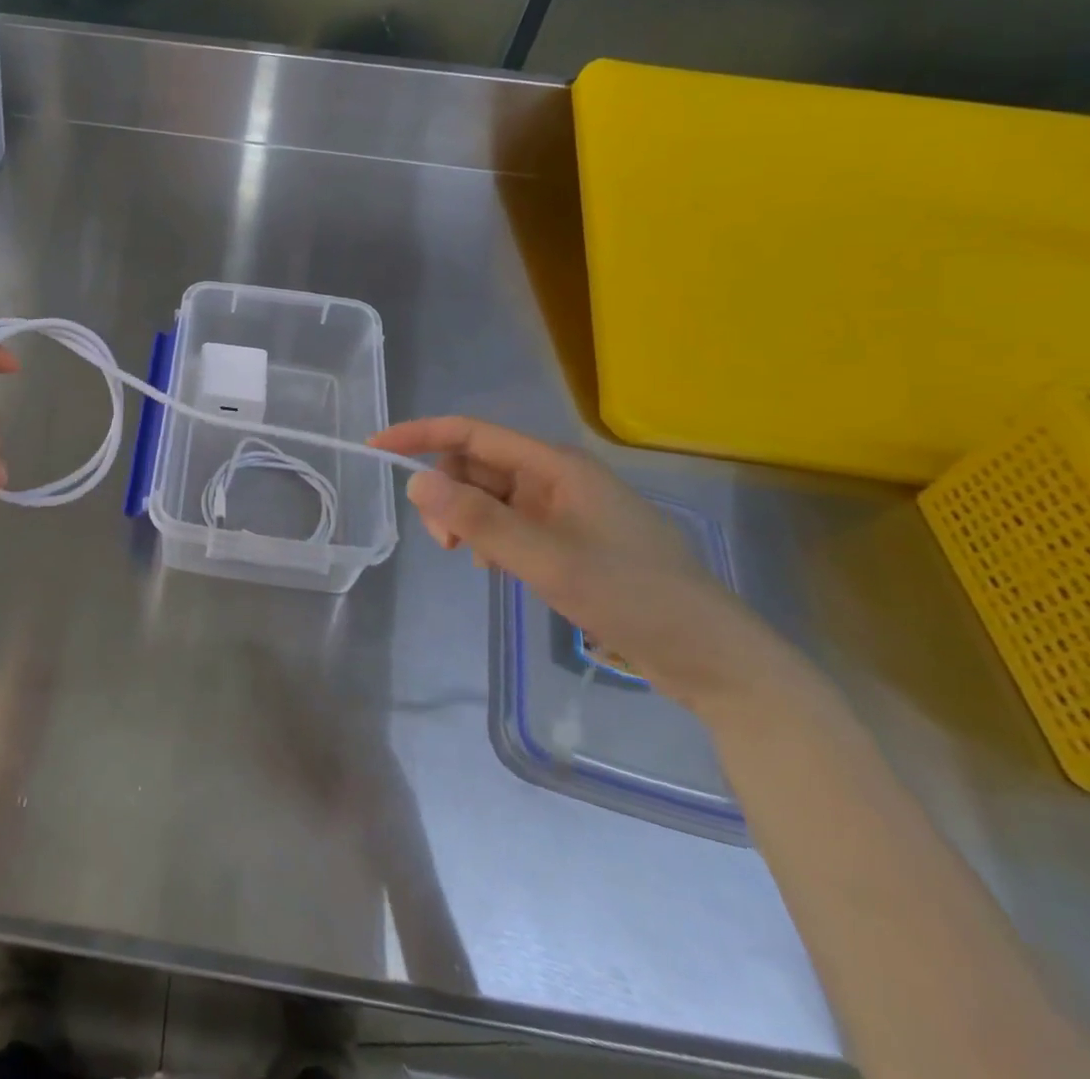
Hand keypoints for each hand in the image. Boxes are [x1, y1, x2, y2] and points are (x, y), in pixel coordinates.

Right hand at [370, 417, 777, 708]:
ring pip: (490, 498)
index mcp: (556, 466)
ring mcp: (564, 510)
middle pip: (477, 466)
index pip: (472, 434)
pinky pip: (509, 524)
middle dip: (447, 494)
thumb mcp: (547, 559)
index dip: (421, 435)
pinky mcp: (569, 540)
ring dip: (468, 520)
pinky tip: (498, 569)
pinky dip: (490, 539)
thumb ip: (480, 520)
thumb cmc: (633, 596)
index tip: (377, 449)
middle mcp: (557, 478)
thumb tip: (416, 483)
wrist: (712, 656)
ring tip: (476, 560)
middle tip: (447, 543)